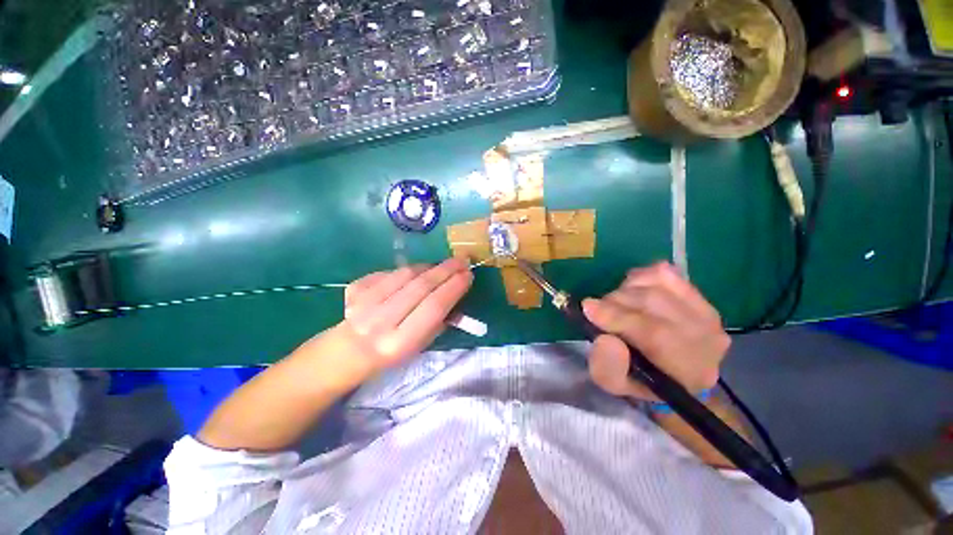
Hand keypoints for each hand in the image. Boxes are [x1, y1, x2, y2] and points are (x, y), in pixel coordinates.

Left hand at [336, 257, 472, 371]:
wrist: (349, 350)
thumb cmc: (391, 353)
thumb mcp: (420, 346)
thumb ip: (440, 321)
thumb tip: (458, 293)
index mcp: (399, 342)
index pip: (434, 307)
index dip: (453, 288)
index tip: (468, 274)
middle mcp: (380, 321)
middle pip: (420, 286)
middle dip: (446, 270)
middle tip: (462, 260)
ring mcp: (364, 302)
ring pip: (405, 274)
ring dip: (429, 267)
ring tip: (443, 265)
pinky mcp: (356, 288)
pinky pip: (389, 272)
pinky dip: (408, 270)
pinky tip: (417, 273)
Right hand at [582, 262, 729, 400]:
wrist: (671, 370)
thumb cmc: (640, 379)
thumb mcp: (615, 384)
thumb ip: (608, 368)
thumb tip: (606, 339)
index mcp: (690, 370)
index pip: (656, 334)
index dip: (618, 317)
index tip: (587, 308)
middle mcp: (707, 337)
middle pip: (653, 302)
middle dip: (614, 302)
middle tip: (596, 310)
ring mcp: (705, 309)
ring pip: (656, 284)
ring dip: (624, 291)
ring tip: (614, 305)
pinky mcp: (698, 292)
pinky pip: (662, 272)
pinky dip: (638, 278)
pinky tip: (631, 292)